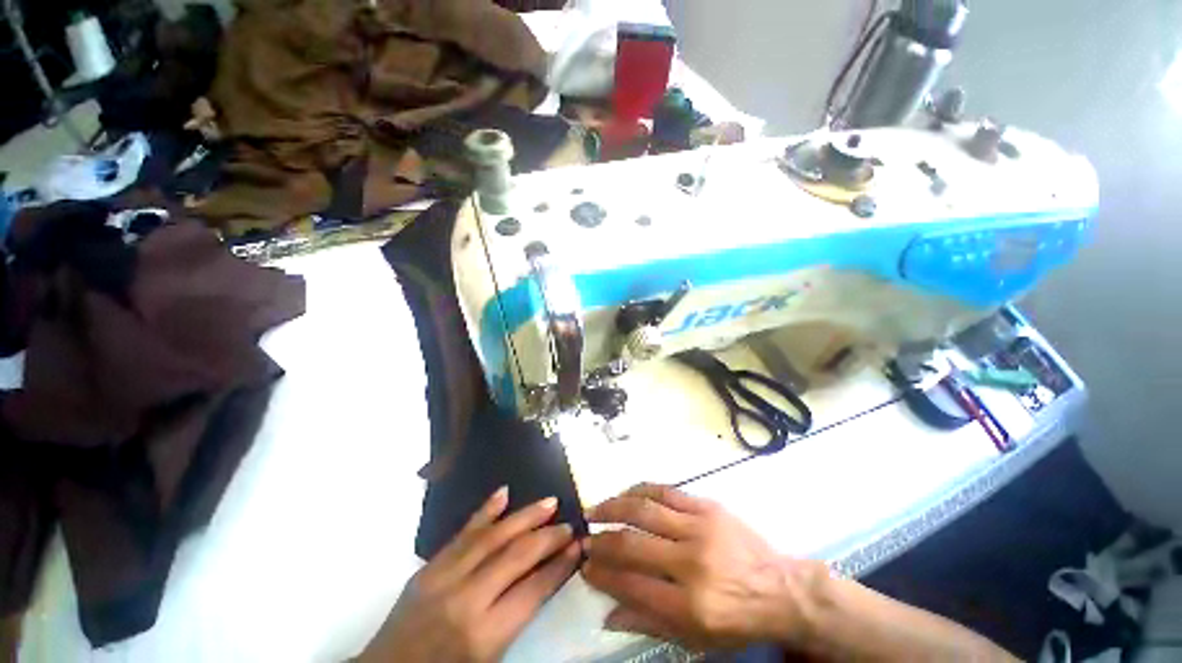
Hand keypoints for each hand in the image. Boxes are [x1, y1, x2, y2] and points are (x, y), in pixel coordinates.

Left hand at [359, 488, 580, 662]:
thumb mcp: (489, 659)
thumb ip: (517, 617)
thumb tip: (546, 578)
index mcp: (484, 634)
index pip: (533, 591)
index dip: (559, 566)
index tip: (578, 547)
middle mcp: (466, 600)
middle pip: (516, 557)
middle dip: (548, 538)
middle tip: (569, 524)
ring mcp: (444, 578)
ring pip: (492, 537)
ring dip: (524, 516)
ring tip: (549, 502)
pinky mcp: (428, 567)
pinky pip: (462, 534)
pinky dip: (485, 512)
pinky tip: (503, 493)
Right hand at [581, 484, 827, 650]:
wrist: (782, 589)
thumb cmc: (738, 620)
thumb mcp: (696, 639)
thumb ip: (649, 623)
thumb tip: (606, 614)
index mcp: (689, 604)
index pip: (630, 585)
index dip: (601, 575)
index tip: (584, 566)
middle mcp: (691, 563)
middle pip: (633, 545)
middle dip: (602, 541)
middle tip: (585, 539)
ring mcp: (699, 528)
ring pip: (645, 510)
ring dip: (614, 508)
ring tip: (595, 511)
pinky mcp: (707, 506)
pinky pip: (665, 491)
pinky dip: (639, 491)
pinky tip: (625, 494)